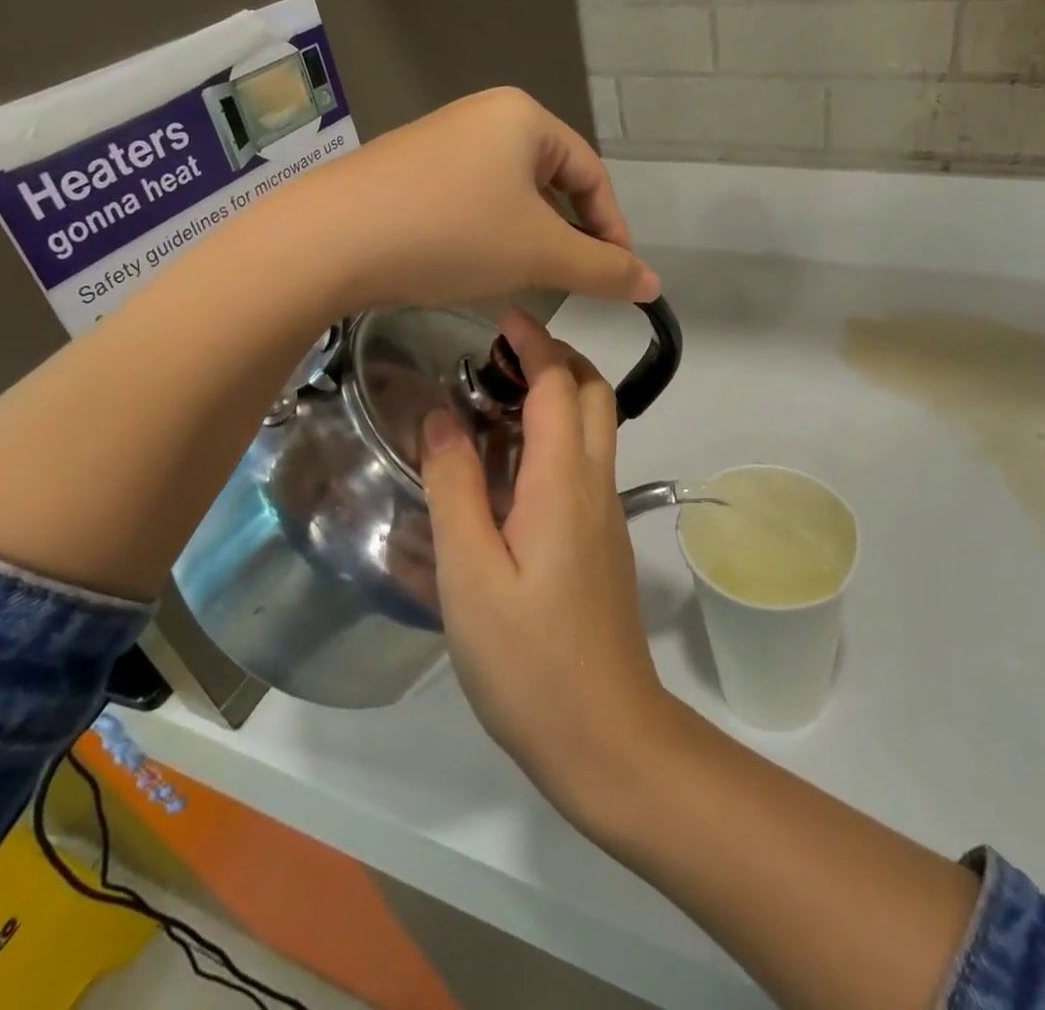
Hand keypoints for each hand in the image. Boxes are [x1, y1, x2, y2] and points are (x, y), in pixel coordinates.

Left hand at [305, 88, 658, 312]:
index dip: (613, 228)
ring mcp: (438, 140)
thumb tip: (653, 285)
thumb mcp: (540, 254)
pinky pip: (468, 199)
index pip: (592, 174)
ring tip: (524, 277)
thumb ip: (604, 269)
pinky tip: (471, 264)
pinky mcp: (405, 169)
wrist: (328, 240)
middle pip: (551, 181)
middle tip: (572, 279)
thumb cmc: (453, 234)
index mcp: (524, 117)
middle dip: (567, 234)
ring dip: (527, 236)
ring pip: (508, 193)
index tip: (618, 277)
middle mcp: (482, 115)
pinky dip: (486, 233)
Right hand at [419, 311, 669, 812]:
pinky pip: (585, 462)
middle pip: (592, 392)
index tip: (501, 313)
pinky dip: (556, 434)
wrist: (604, 733)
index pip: (559, 382)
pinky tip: (508, 463)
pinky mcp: (602, 538)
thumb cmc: (527, 657)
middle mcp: (595, 482)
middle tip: (498, 353)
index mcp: (564, 480)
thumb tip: (439, 414)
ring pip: (594, 425)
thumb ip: (454, 486)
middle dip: (556, 357)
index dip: (534, 340)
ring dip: (558, 393)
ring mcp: (605, 510)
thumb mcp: (470, 572)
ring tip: (494, 397)